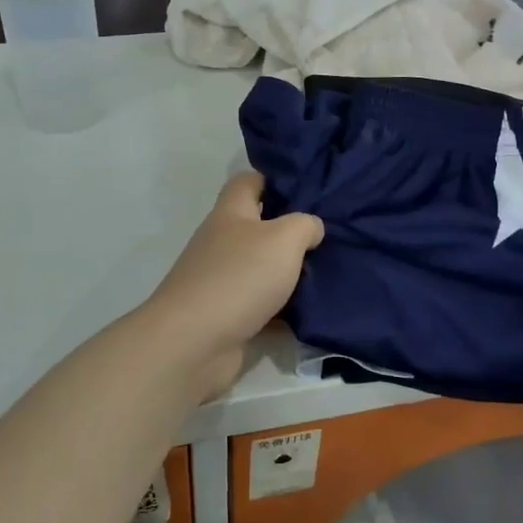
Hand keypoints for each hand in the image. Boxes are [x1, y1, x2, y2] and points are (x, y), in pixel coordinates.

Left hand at [143, 173, 323, 399]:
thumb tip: (312, 228)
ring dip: (288, 272)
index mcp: (230, 214)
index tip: (308, 187)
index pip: (248, 182)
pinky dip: (282, 310)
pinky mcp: (227, 316)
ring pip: (261, 268)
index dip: (275, 179)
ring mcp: (221, 281)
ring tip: (329, 272)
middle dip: (290, 230)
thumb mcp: (284, 238)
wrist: (194, 343)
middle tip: (329, 234)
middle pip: (257, 227)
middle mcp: (222, 243)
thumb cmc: (239, 277)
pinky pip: (261, 306)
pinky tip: (311, 312)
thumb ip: (304, 225)